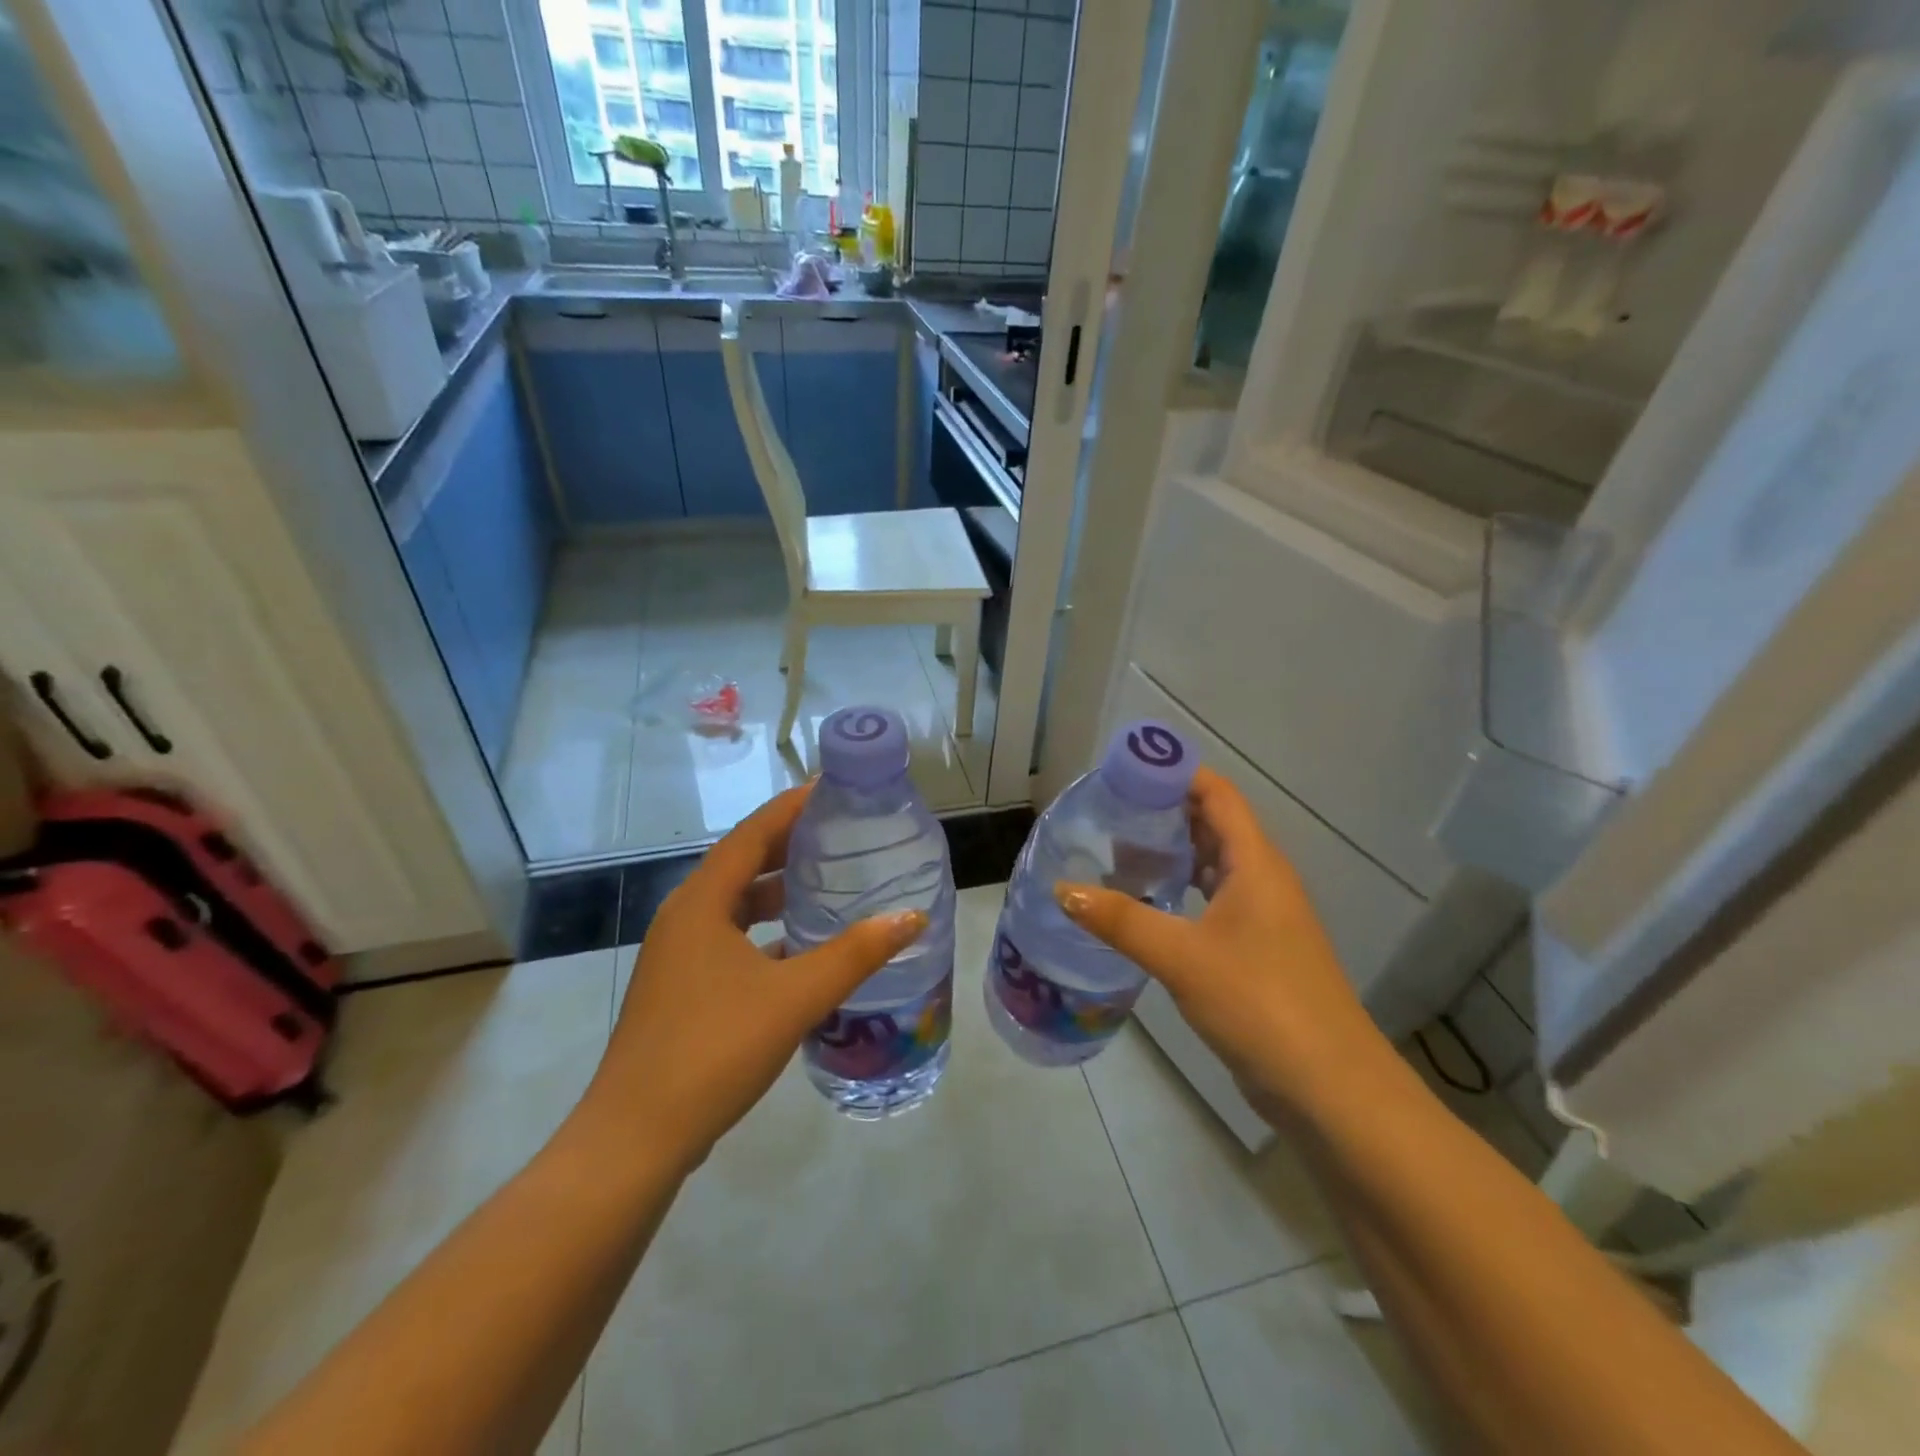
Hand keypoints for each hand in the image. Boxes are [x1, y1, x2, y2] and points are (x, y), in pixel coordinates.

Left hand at [583, 784, 927, 1174]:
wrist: (636, 1138)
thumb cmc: (713, 1050)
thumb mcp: (794, 997)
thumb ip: (855, 955)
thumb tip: (911, 917)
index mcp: (702, 903)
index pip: (751, 834)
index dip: (791, 807)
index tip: (831, 788)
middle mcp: (684, 918)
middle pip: (741, 863)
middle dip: (788, 844)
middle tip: (839, 832)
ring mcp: (678, 956)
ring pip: (735, 905)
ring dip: (776, 890)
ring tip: (826, 882)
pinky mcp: (682, 989)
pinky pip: (730, 939)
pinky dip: (765, 932)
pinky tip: (800, 949)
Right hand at [1054, 767, 1385, 1118]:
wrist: (1328, 1088)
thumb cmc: (1260, 1002)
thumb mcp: (1182, 956)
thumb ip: (1121, 920)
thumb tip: (1062, 888)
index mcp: (1256, 864)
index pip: (1218, 795)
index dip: (1177, 774)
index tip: (1127, 772)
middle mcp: (1263, 880)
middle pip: (1214, 826)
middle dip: (1166, 813)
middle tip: (1110, 811)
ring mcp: (1263, 918)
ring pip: (1214, 866)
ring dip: (1172, 854)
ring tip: (1118, 852)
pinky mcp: (1256, 951)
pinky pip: (1213, 902)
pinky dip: (1181, 892)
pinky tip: (1146, 905)